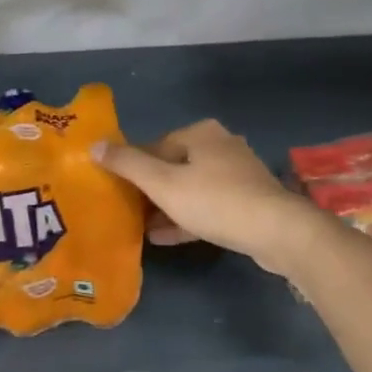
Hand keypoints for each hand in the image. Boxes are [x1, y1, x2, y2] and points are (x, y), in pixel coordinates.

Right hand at [94, 119, 329, 276]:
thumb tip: (94, 145)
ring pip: (191, 188)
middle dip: (149, 189)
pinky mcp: (248, 201)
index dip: (132, 167)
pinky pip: (208, 206)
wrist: (277, 232)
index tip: (116, 190)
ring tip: (140, 227)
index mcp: (200, 133)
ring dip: (166, 206)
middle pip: (173, 166)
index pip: (155, 146)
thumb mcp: (163, 183)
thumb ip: (128, 164)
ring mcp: (237, 174)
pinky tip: (163, 237)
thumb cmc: (215, 201)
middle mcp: (220, 146)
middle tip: (126, 210)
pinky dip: (186, 217)